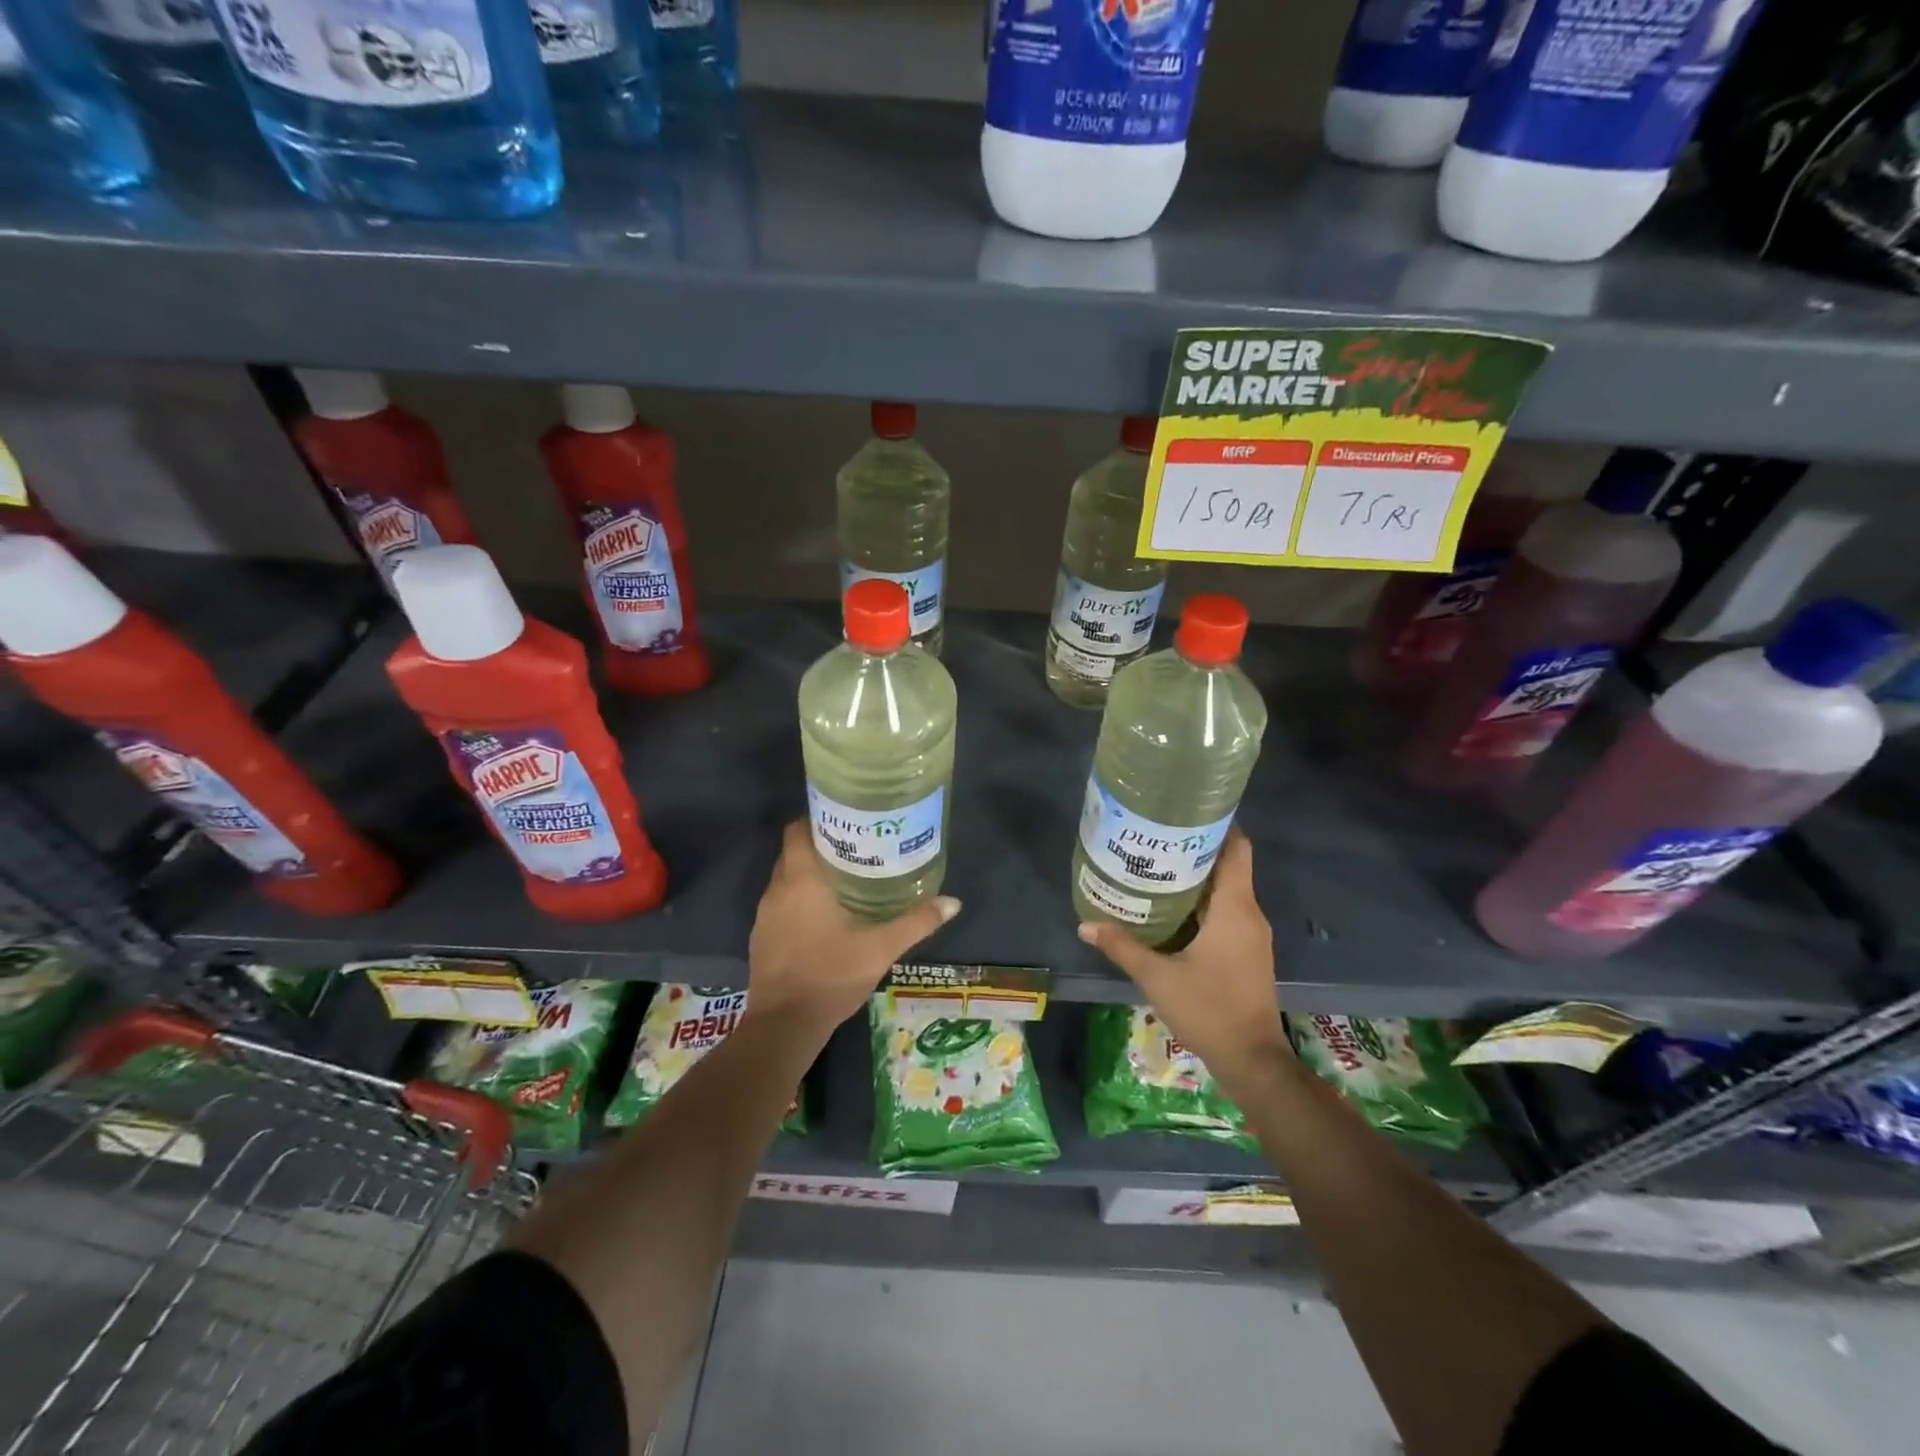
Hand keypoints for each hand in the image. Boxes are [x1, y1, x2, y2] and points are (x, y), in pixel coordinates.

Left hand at [746, 821, 960, 1038]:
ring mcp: (764, 915)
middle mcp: (777, 889)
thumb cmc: (831, 975)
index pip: (797, 830)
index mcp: (801, 880)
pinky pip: (780, 904)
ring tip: (844, 876)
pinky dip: (798, 900)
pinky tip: (823, 914)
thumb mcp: (881, 948)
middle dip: (819, 845)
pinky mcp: (761, 937)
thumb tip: (953, 902)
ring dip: (808, 874)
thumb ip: (916, 922)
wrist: (784, 1026)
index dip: (817, 819)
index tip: (845, 820)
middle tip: (855, 846)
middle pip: (792, 851)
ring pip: (785, 879)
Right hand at [1077, 828, 1287, 1089]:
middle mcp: (1249, 914)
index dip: (1219, 825)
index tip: (1188, 809)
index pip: (1237, 849)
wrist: (1252, 1060)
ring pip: (1227, 890)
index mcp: (1235, 908)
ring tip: (1157, 864)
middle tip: (1156, 836)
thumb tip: (1085, 924)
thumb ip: (1122, 946)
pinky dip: (1203, 901)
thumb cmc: (1209, 1009)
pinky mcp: (1247, 952)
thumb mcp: (1157, 976)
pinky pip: (1227, 912)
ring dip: (1198, 876)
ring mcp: (1252, 934)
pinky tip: (1172, 906)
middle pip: (1228, 865)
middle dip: (1196, 848)